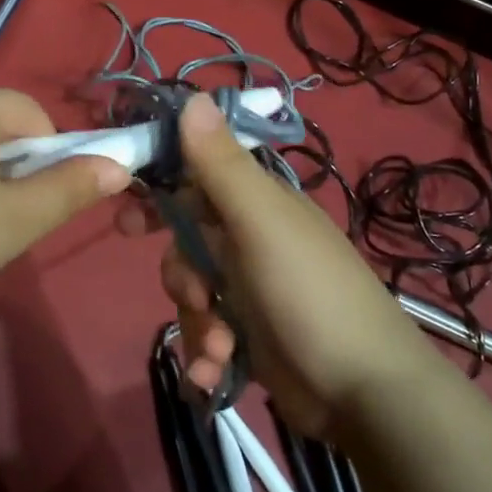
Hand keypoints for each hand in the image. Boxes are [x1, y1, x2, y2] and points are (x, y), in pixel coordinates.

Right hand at [122, 92, 434, 434]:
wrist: (367, 394)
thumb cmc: (310, 294)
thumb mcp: (261, 223)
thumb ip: (221, 165)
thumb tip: (192, 96)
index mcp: (257, 204)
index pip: (195, 178)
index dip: (159, 190)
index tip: (125, 213)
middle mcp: (251, 240)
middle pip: (185, 242)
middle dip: (180, 273)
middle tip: (192, 294)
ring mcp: (251, 291)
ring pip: (192, 292)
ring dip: (196, 323)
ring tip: (221, 348)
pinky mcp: (250, 336)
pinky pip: (206, 333)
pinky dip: (204, 355)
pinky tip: (215, 374)